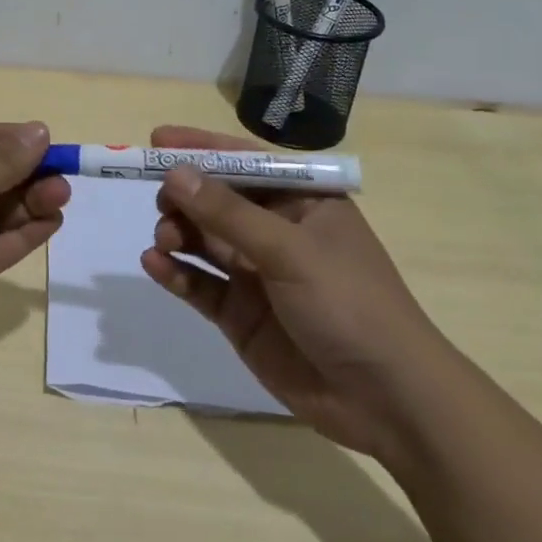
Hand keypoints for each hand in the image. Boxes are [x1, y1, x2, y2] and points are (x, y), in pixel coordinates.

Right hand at [139, 125, 450, 460]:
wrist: (386, 401)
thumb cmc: (350, 304)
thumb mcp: (290, 250)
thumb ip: (228, 213)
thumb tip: (174, 173)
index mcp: (303, 203)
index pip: (246, 162)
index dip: (202, 149)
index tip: (157, 140)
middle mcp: (276, 232)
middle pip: (217, 200)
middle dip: (185, 196)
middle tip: (162, 202)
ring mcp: (256, 274)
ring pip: (202, 240)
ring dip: (177, 233)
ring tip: (165, 240)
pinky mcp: (239, 313)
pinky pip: (199, 283)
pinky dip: (175, 272)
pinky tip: (155, 265)